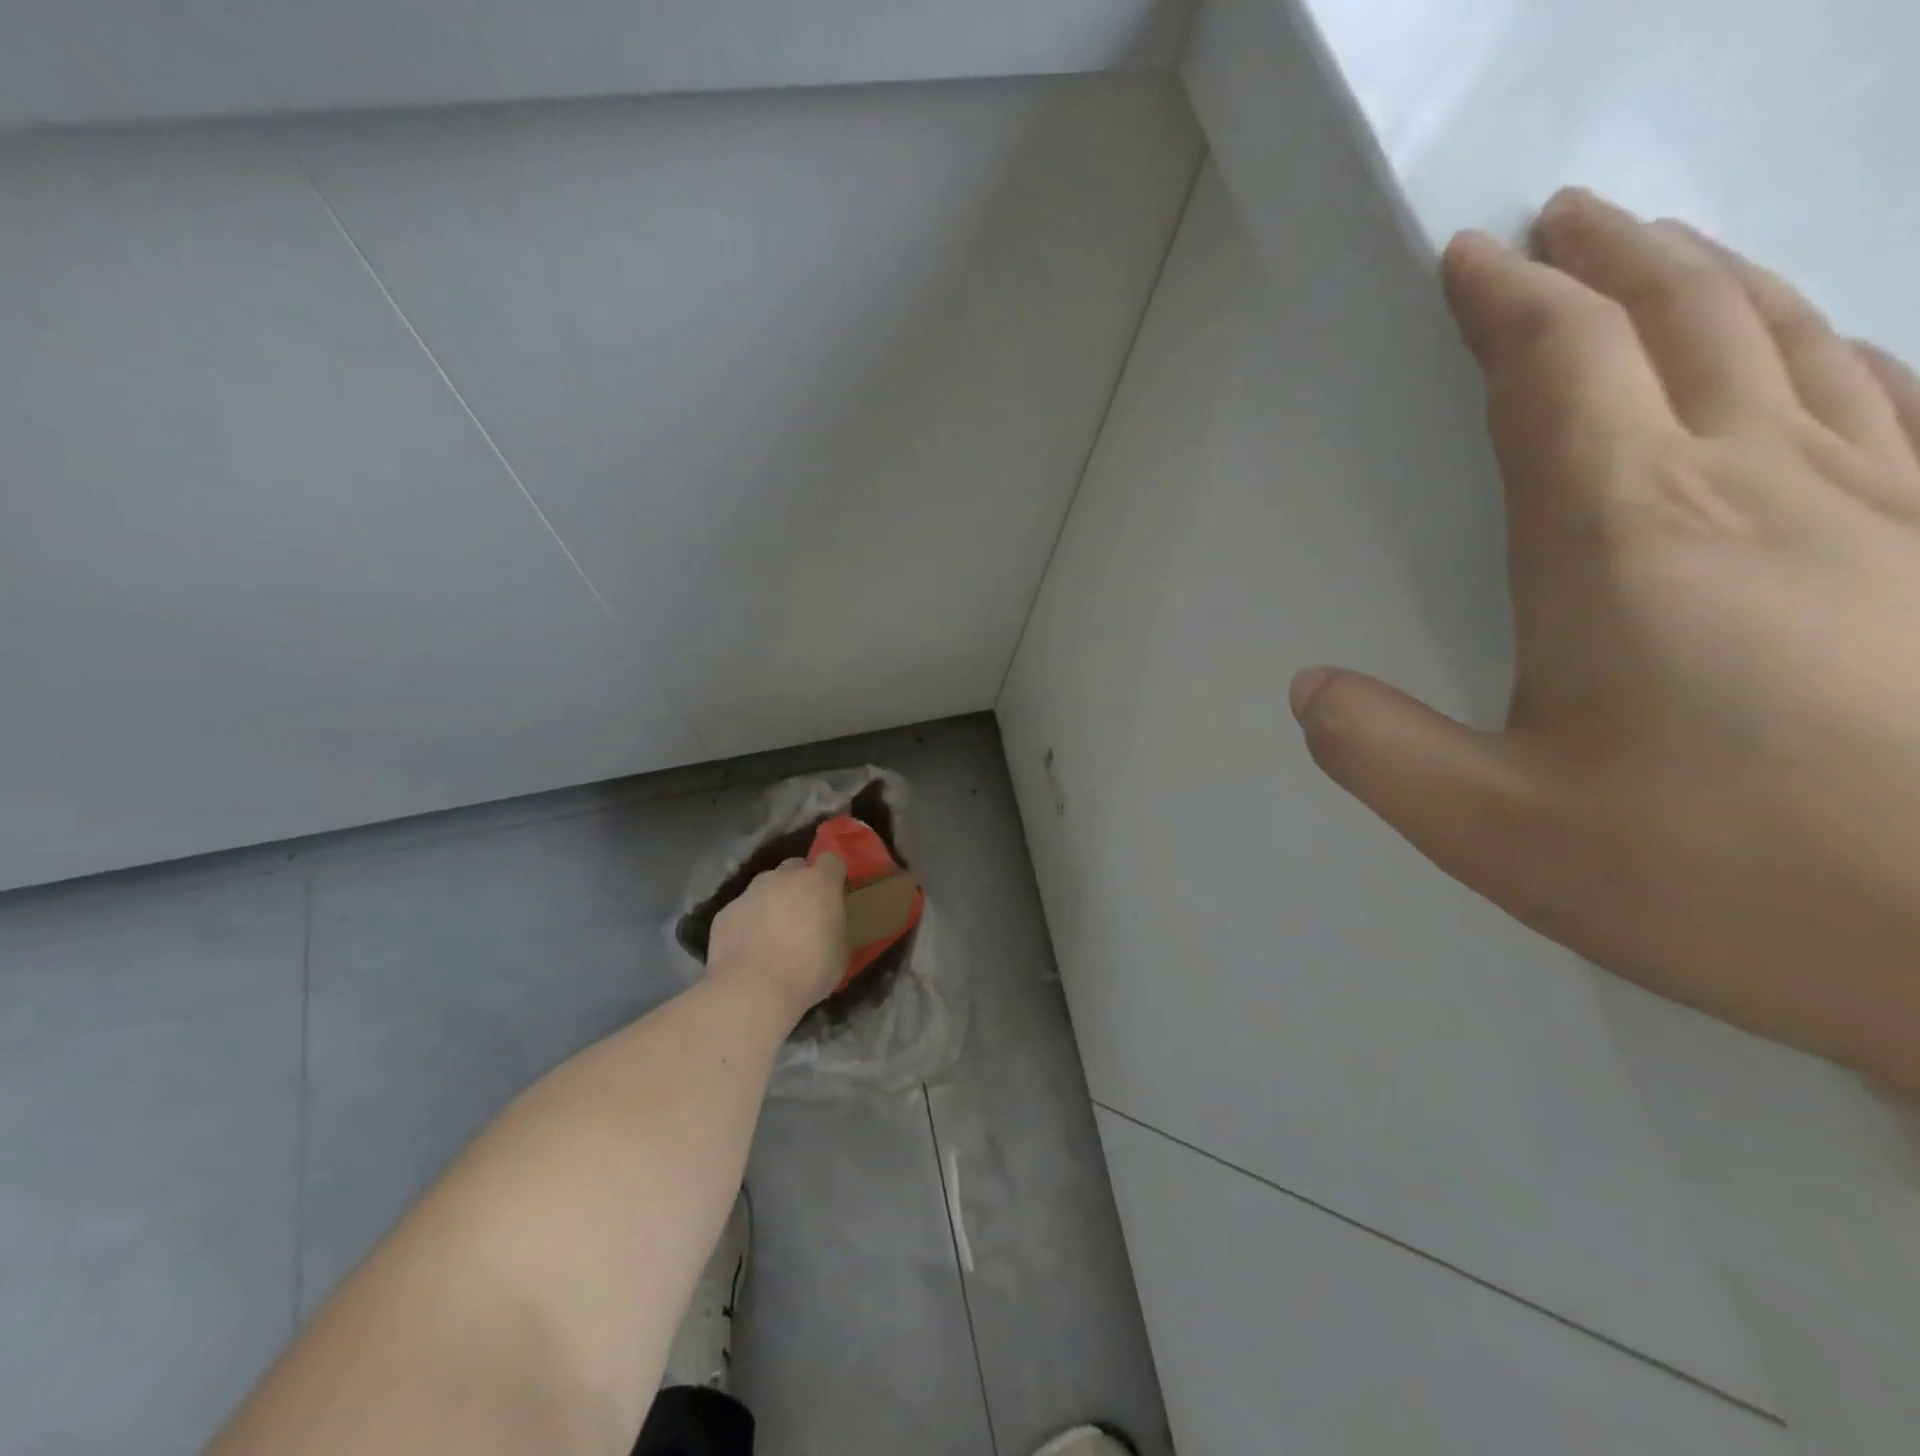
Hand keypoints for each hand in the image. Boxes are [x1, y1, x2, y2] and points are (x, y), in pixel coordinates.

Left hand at [706, 855, 849, 1019]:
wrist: (753, 991)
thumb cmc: (808, 972)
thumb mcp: (840, 954)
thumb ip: (834, 929)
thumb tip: (827, 929)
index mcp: (819, 884)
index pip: (831, 861)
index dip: (832, 876)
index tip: (832, 894)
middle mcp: (783, 878)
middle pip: (794, 868)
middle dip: (799, 884)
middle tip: (802, 914)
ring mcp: (751, 892)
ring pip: (765, 888)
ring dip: (771, 903)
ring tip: (772, 935)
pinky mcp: (725, 912)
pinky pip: (742, 911)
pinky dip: (747, 924)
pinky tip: (748, 950)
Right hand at [1289, 187, 1919, 1092]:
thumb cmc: (1715, 878)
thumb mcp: (1488, 828)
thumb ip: (1375, 749)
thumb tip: (1309, 690)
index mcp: (1623, 540)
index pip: (1557, 368)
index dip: (1505, 302)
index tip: (1465, 260)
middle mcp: (1755, 489)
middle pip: (1683, 319)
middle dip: (1608, 259)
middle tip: (1558, 222)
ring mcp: (1884, 508)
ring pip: (1794, 339)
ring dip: (1711, 281)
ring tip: (1659, 258)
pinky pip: (1892, 401)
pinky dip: (1835, 347)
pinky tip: (1822, 351)